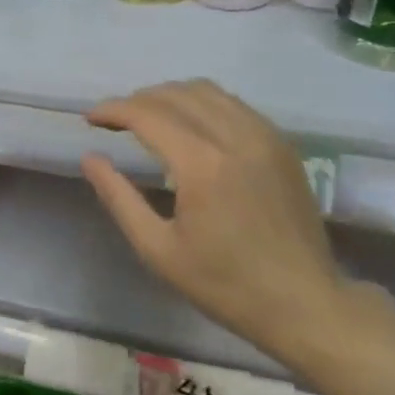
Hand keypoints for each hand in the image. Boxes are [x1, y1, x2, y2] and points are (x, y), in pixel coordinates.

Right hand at [81, 80, 346, 370]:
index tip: (91, 119)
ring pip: (207, 91)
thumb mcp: (158, 250)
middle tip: (115, 121)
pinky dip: (203, 104)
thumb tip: (90, 158)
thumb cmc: (225, 284)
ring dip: (170, 96)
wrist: (304, 302)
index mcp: (201, 164)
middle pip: (176, 94)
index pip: (147, 114)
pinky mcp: (281, 144)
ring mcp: (264, 136)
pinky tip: (192, 127)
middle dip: (137, 100)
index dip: (113, 110)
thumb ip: (119, 198)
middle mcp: (234, 136)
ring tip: (149, 118)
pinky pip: (234, 105)